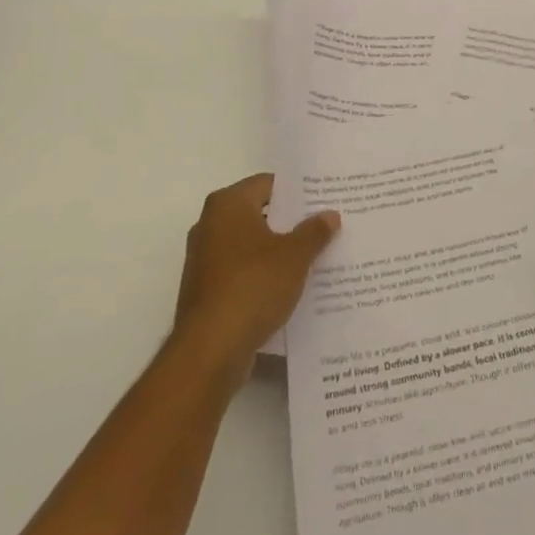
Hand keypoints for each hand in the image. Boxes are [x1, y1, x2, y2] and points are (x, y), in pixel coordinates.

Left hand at [173, 173, 339, 379]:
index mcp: (227, 204)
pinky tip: (290, 287)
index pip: (268, 184)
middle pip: (258, 213)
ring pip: (250, 245)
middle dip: (290, 222)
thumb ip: (314, 232)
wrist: (210, 350)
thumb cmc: (252, 286)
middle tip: (325, 226)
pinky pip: (241, 272)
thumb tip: (330, 215)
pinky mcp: (205, 290)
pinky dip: (263, 275)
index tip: (323, 199)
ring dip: (277, 251)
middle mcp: (210, 224)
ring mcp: (204, 259)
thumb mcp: (294, 256)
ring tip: (314, 257)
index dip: (297, 191)